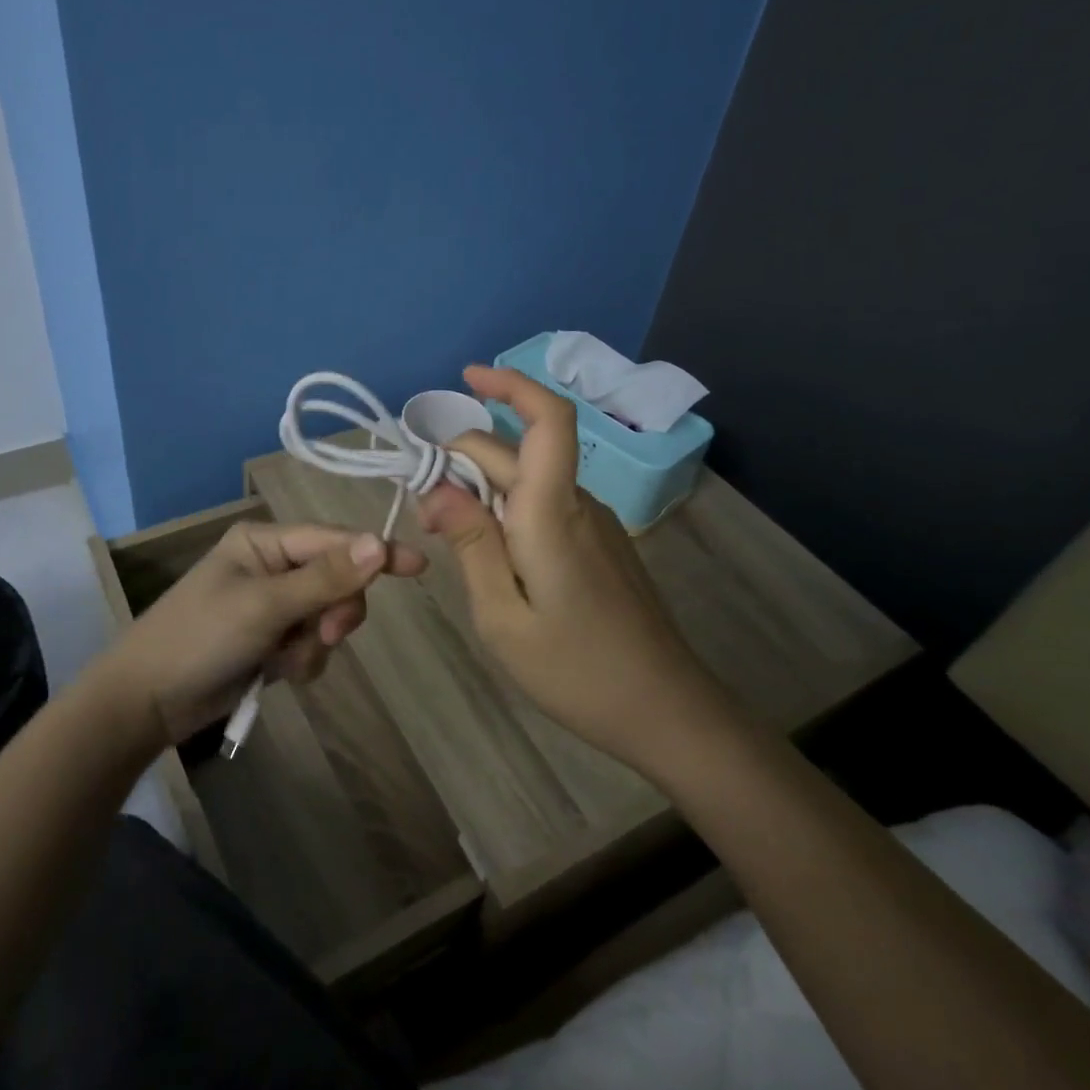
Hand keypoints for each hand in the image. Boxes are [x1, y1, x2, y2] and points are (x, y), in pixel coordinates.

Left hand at [104, 521, 426, 745]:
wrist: (146, 703)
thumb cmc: (200, 638)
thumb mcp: (265, 606)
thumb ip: (324, 577)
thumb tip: (378, 542)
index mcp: (265, 542)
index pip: (334, 540)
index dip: (375, 553)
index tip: (418, 567)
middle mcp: (272, 566)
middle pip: (337, 579)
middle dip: (335, 611)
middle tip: (324, 633)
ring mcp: (272, 605)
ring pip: (327, 616)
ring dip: (315, 642)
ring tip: (284, 661)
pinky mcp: (270, 640)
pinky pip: (311, 644)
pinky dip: (302, 660)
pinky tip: (276, 673)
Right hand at [417, 364, 706, 766]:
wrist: (667, 711)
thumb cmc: (577, 670)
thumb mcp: (502, 616)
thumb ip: (470, 544)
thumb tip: (436, 487)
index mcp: (552, 513)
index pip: (547, 420)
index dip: (512, 385)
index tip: (467, 378)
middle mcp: (577, 504)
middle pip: (517, 452)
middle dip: (462, 459)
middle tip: (423, 510)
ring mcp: (594, 523)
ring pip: (529, 480)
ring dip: (484, 487)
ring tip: (449, 533)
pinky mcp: (600, 544)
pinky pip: (545, 505)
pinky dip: (508, 508)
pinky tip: (491, 552)